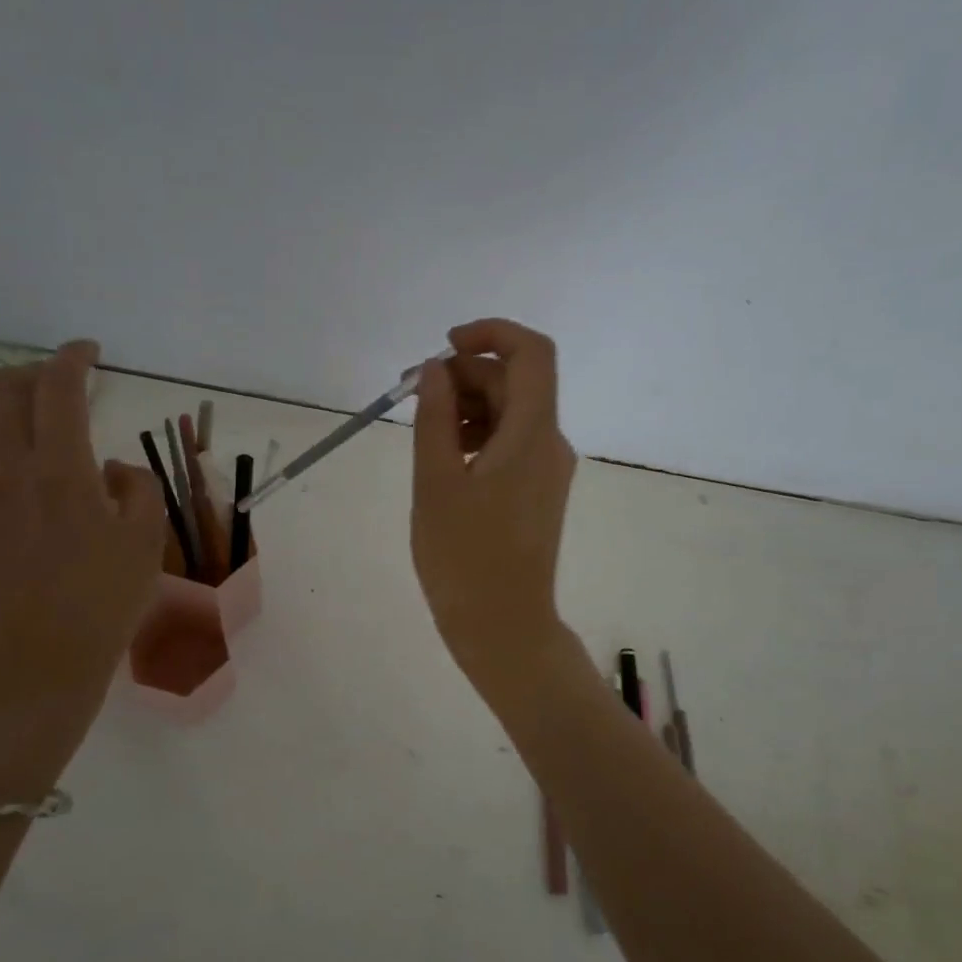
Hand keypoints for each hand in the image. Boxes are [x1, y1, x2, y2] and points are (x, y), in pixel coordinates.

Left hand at [0, 341, 164, 752]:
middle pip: (6, 391)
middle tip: (57, 381)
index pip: (58, 389)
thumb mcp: (147, 542)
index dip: (73, 359)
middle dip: (34, 371)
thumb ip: (139, 488)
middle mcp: (4, 469)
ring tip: (1, 386)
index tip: (89, 353)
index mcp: (60, 470)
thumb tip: (110, 468)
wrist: (35, 665)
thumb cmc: (101, 604)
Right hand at [411, 319, 577, 695]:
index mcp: (532, 435)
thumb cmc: (464, 558)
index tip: (443, 347)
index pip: (531, 354)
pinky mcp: (537, 491)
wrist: (504, 628)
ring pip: (511, 413)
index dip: (490, 334)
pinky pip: (510, 443)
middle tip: (411, 394)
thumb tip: (436, 370)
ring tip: (422, 428)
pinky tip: (443, 456)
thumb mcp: (436, 482)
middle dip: (464, 375)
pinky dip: (477, 435)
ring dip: (468, 405)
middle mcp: (550, 443)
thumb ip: (435, 418)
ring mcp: (546, 470)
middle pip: (515, 383)